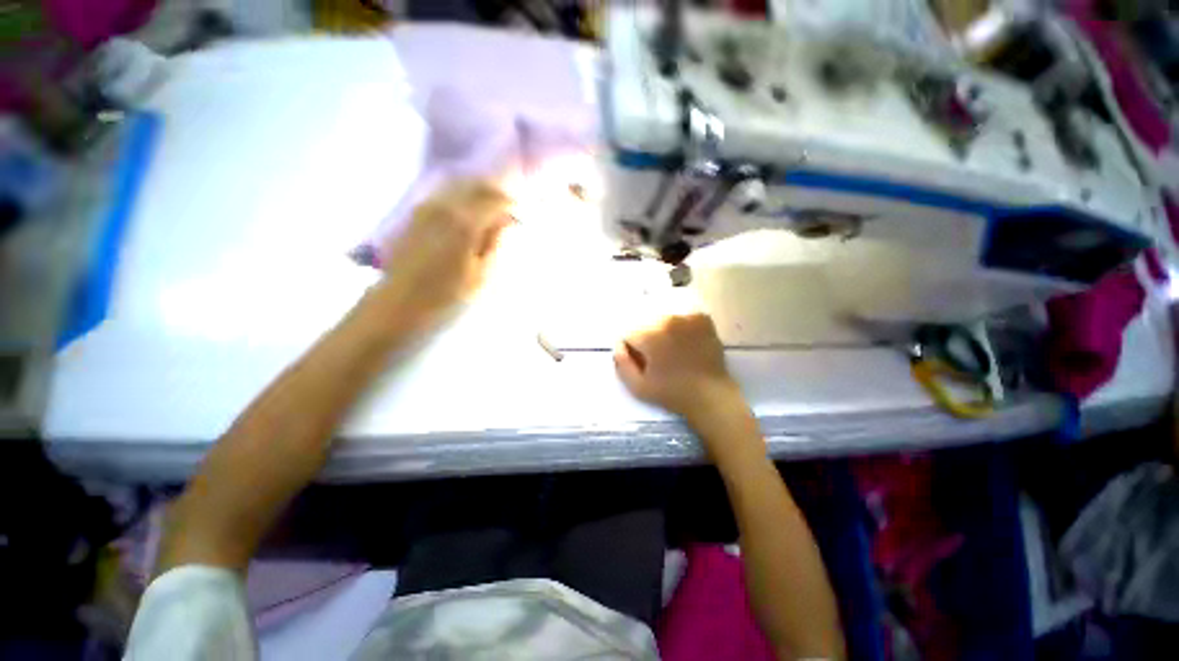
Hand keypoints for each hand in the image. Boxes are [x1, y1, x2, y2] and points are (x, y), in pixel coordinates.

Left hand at [375, 180, 511, 331]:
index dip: (512, 205)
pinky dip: (461, 199)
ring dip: (478, 194)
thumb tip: (507, 221)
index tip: (523, 216)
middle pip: (475, 186)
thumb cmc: (446, 298)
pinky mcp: (414, 217)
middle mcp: (443, 207)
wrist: (397, 307)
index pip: (495, 199)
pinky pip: (443, 196)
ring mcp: (425, 209)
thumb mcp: (481, 277)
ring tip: (491, 212)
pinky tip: (468, 215)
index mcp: (464, 223)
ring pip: (457, 187)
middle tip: (510, 210)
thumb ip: (496, 244)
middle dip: (496, 194)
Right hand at [614, 313, 744, 419]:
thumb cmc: (672, 393)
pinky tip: (685, 341)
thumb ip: (621, 363)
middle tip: (657, 357)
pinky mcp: (702, 319)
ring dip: (662, 331)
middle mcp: (667, 320)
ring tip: (672, 350)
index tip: (641, 362)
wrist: (710, 395)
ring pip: (663, 319)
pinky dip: (680, 326)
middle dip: (646, 338)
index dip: (632, 349)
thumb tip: (618, 344)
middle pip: (645, 323)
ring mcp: (687, 317)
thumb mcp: (638, 386)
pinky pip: (682, 317)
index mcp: (650, 335)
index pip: (629, 333)